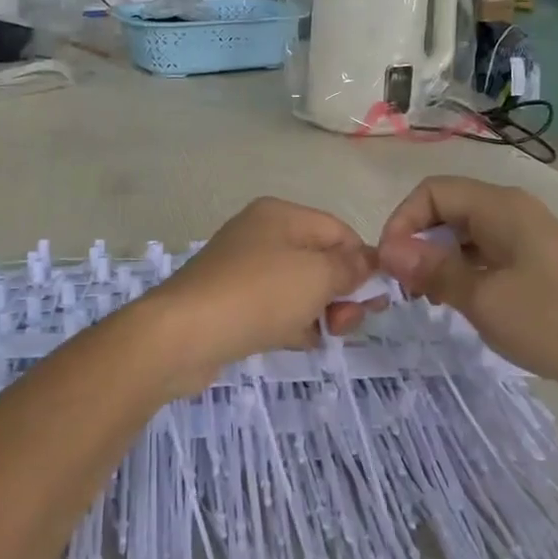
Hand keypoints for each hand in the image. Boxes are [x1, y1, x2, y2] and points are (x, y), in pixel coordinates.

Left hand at [144, 198, 379, 390]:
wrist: (182, 335)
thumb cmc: (258, 294)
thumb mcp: (317, 275)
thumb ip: (350, 267)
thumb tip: (369, 261)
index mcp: (280, 215)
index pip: (338, 231)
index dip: (362, 262)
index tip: (375, 298)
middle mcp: (260, 235)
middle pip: (319, 260)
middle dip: (341, 292)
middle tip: (346, 324)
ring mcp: (243, 270)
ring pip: (299, 288)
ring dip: (319, 312)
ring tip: (324, 337)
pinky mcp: (231, 303)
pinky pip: (274, 309)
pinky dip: (292, 324)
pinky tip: (299, 343)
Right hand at [377, 177, 557, 393]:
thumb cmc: (553, 322)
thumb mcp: (483, 298)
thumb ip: (433, 270)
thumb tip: (388, 249)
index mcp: (501, 207)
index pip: (432, 192)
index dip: (402, 221)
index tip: (389, 265)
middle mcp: (512, 212)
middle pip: (447, 209)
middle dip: (418, 241)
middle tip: (404, 287)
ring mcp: (527, 237)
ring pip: (465, 234)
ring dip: (438, 259)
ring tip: (426, 299)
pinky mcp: (536, 263)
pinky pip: (486, 254)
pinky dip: (462, 271)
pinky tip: (457, 302)